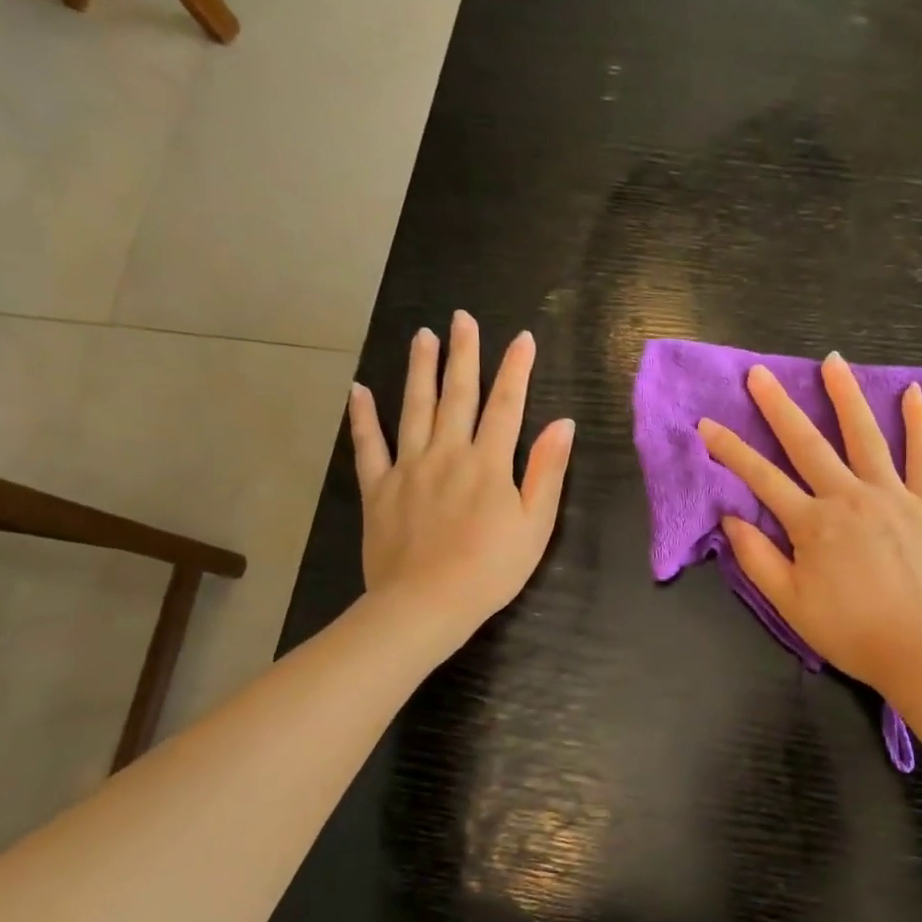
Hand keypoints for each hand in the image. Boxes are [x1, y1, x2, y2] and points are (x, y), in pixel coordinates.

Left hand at [347, 311, 573, 644]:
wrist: (427, 602)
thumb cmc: (492, 569)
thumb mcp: (536, 524)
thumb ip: (547, 471)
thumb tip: (563, 424)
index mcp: (489, 463)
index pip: (507, 406)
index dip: (516, 370)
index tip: (522, 338)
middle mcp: (448, 453)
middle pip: (457, 395)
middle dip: (463, 355)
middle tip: (462, 318)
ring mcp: (409, 468)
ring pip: (414, 408)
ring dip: (419, 370)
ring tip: (421, 336)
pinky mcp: (378, 488)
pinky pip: (368, 446)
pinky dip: (363, 417)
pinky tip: (359, 390)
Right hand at [698, 353, 921, 695]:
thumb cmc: (852, 632)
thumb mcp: (790, 604)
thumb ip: (758, 559)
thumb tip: (731, 518)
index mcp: (812, 524)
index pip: (761, 478)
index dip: (730, 450)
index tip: (706, 423)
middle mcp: (849, 497)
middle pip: (807, 443)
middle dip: (779, 406)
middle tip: (760, 373)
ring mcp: (892, 495)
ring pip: (865, 436)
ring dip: (845, 396)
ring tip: (831, 362)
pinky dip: (919, 423)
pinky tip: (913, 393)